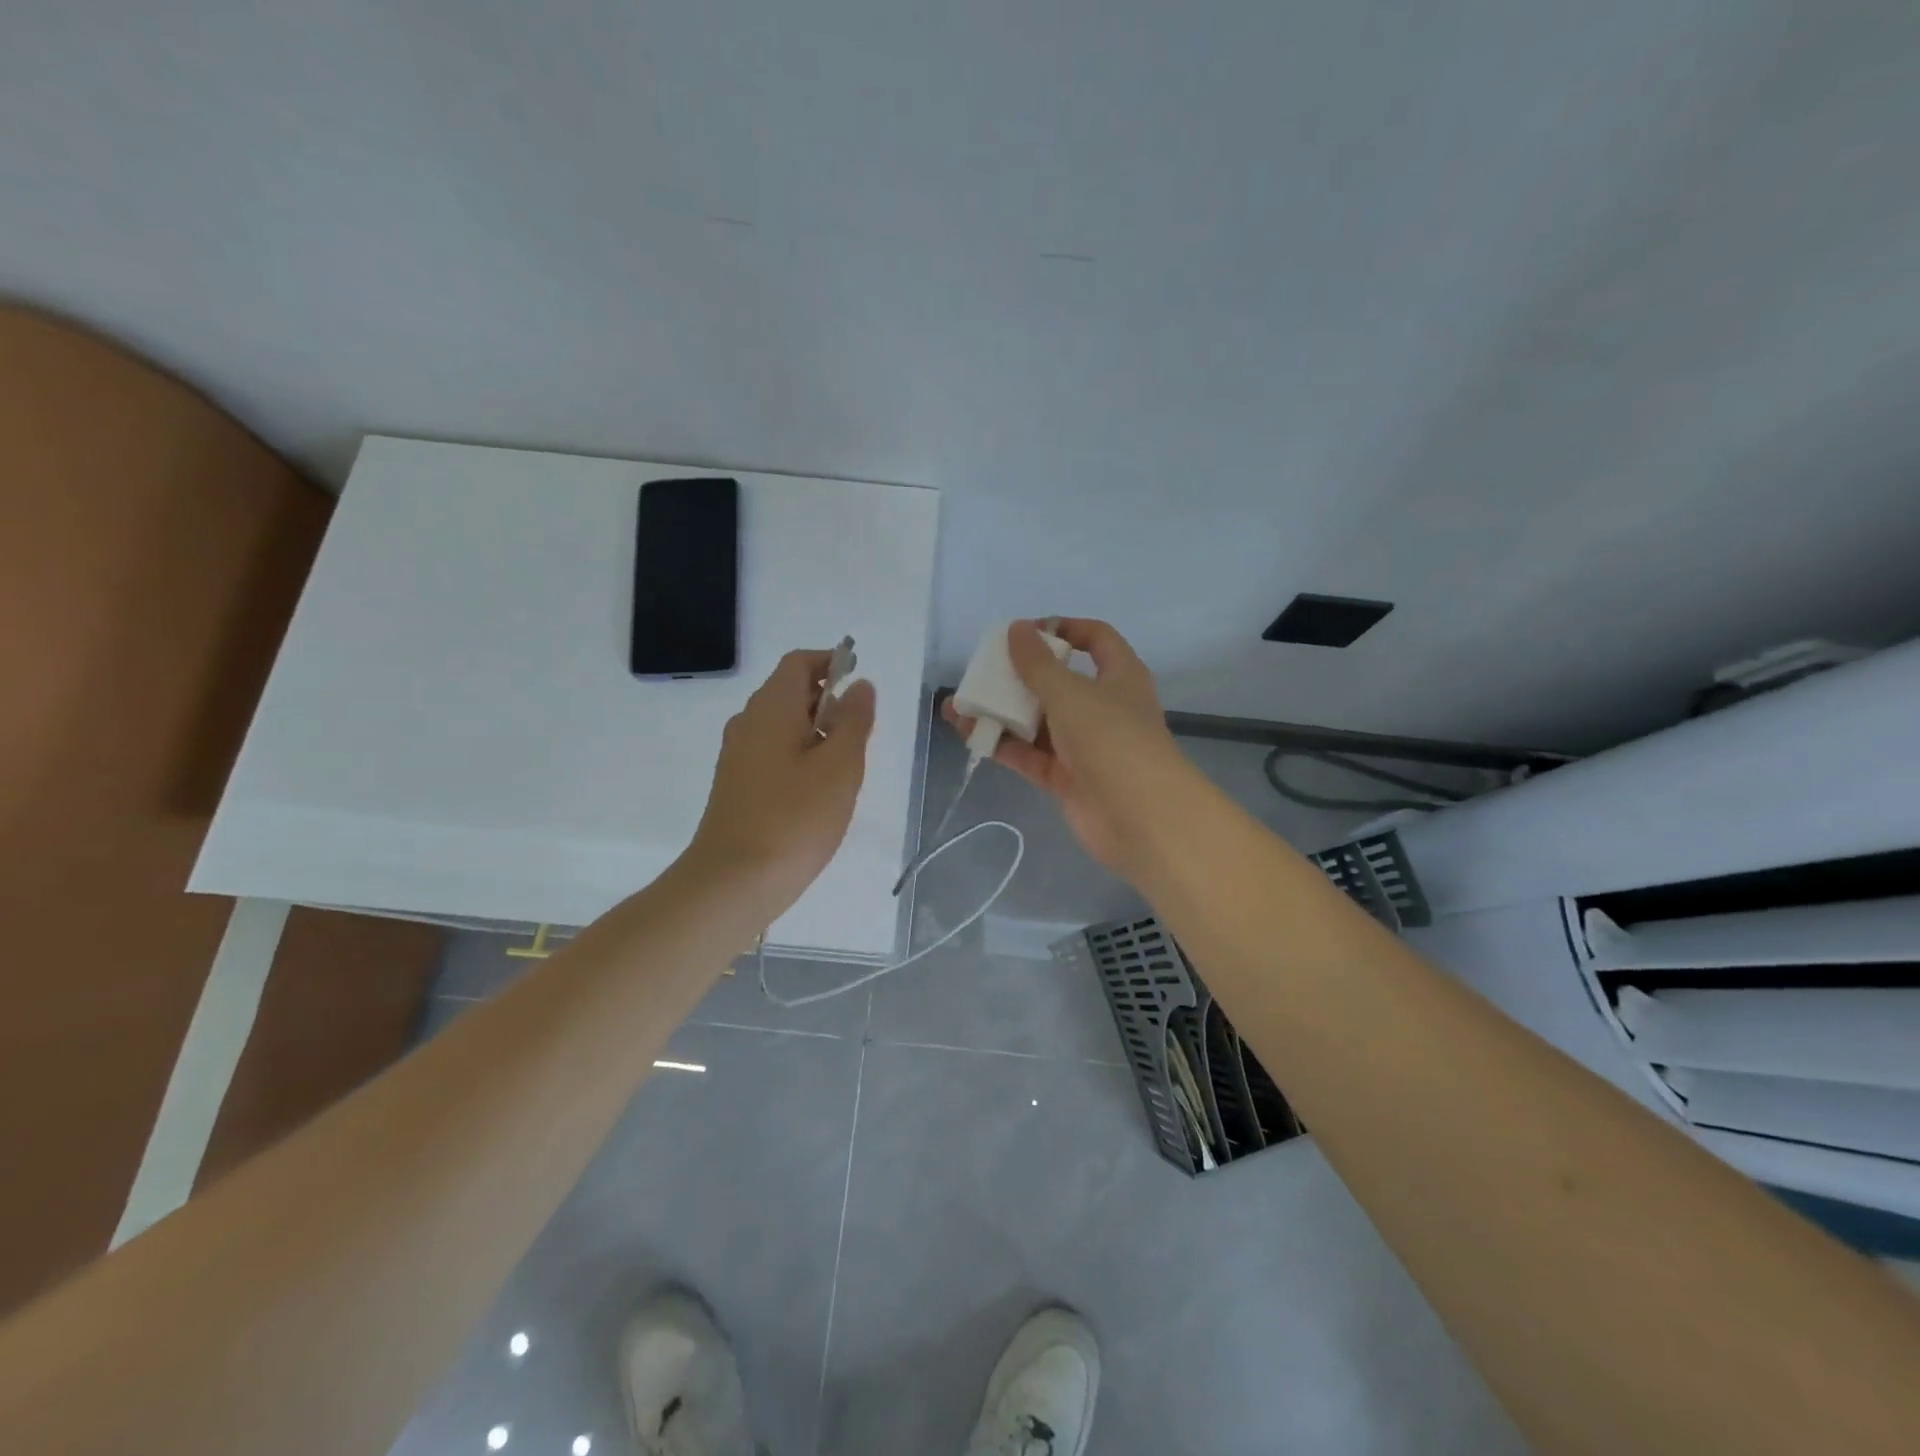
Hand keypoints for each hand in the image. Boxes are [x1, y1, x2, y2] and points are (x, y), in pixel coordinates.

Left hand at [689, 649, 876, 917]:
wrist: (734, 882)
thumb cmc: (795, 818)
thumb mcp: (840, 766)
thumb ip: (854, 720)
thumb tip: (860, 685)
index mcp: (772, 708)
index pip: (799, 662)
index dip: (831, 663)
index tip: (860, 685)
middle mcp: (748, 722)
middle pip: (791, 692)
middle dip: (830, 702)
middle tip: (860, 737)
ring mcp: (738, 755)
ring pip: (783, 725)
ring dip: (817, 733)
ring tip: (845, 769)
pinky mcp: (737, 784)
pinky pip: (773, 752)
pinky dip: (800, 756)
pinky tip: (818, 793)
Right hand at [943, 618, 1182, 875]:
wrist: (1140, 818)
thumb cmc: (1111, 738)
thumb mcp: (1070, 693)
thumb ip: (1038, 663)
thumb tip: (1016, 628)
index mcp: (1119, 676)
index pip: (1095, 639)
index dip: (1063, 629)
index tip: (1025, 633)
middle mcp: (1103, 707)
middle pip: (1057, 682)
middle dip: (1016, 677)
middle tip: (979, 673)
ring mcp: (1084, 745)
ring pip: (1037, 721)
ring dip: (1000, 713)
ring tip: (957, 708)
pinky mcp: (1067, 778)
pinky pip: (1030, 755)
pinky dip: (1003, 745)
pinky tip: (969, 736)